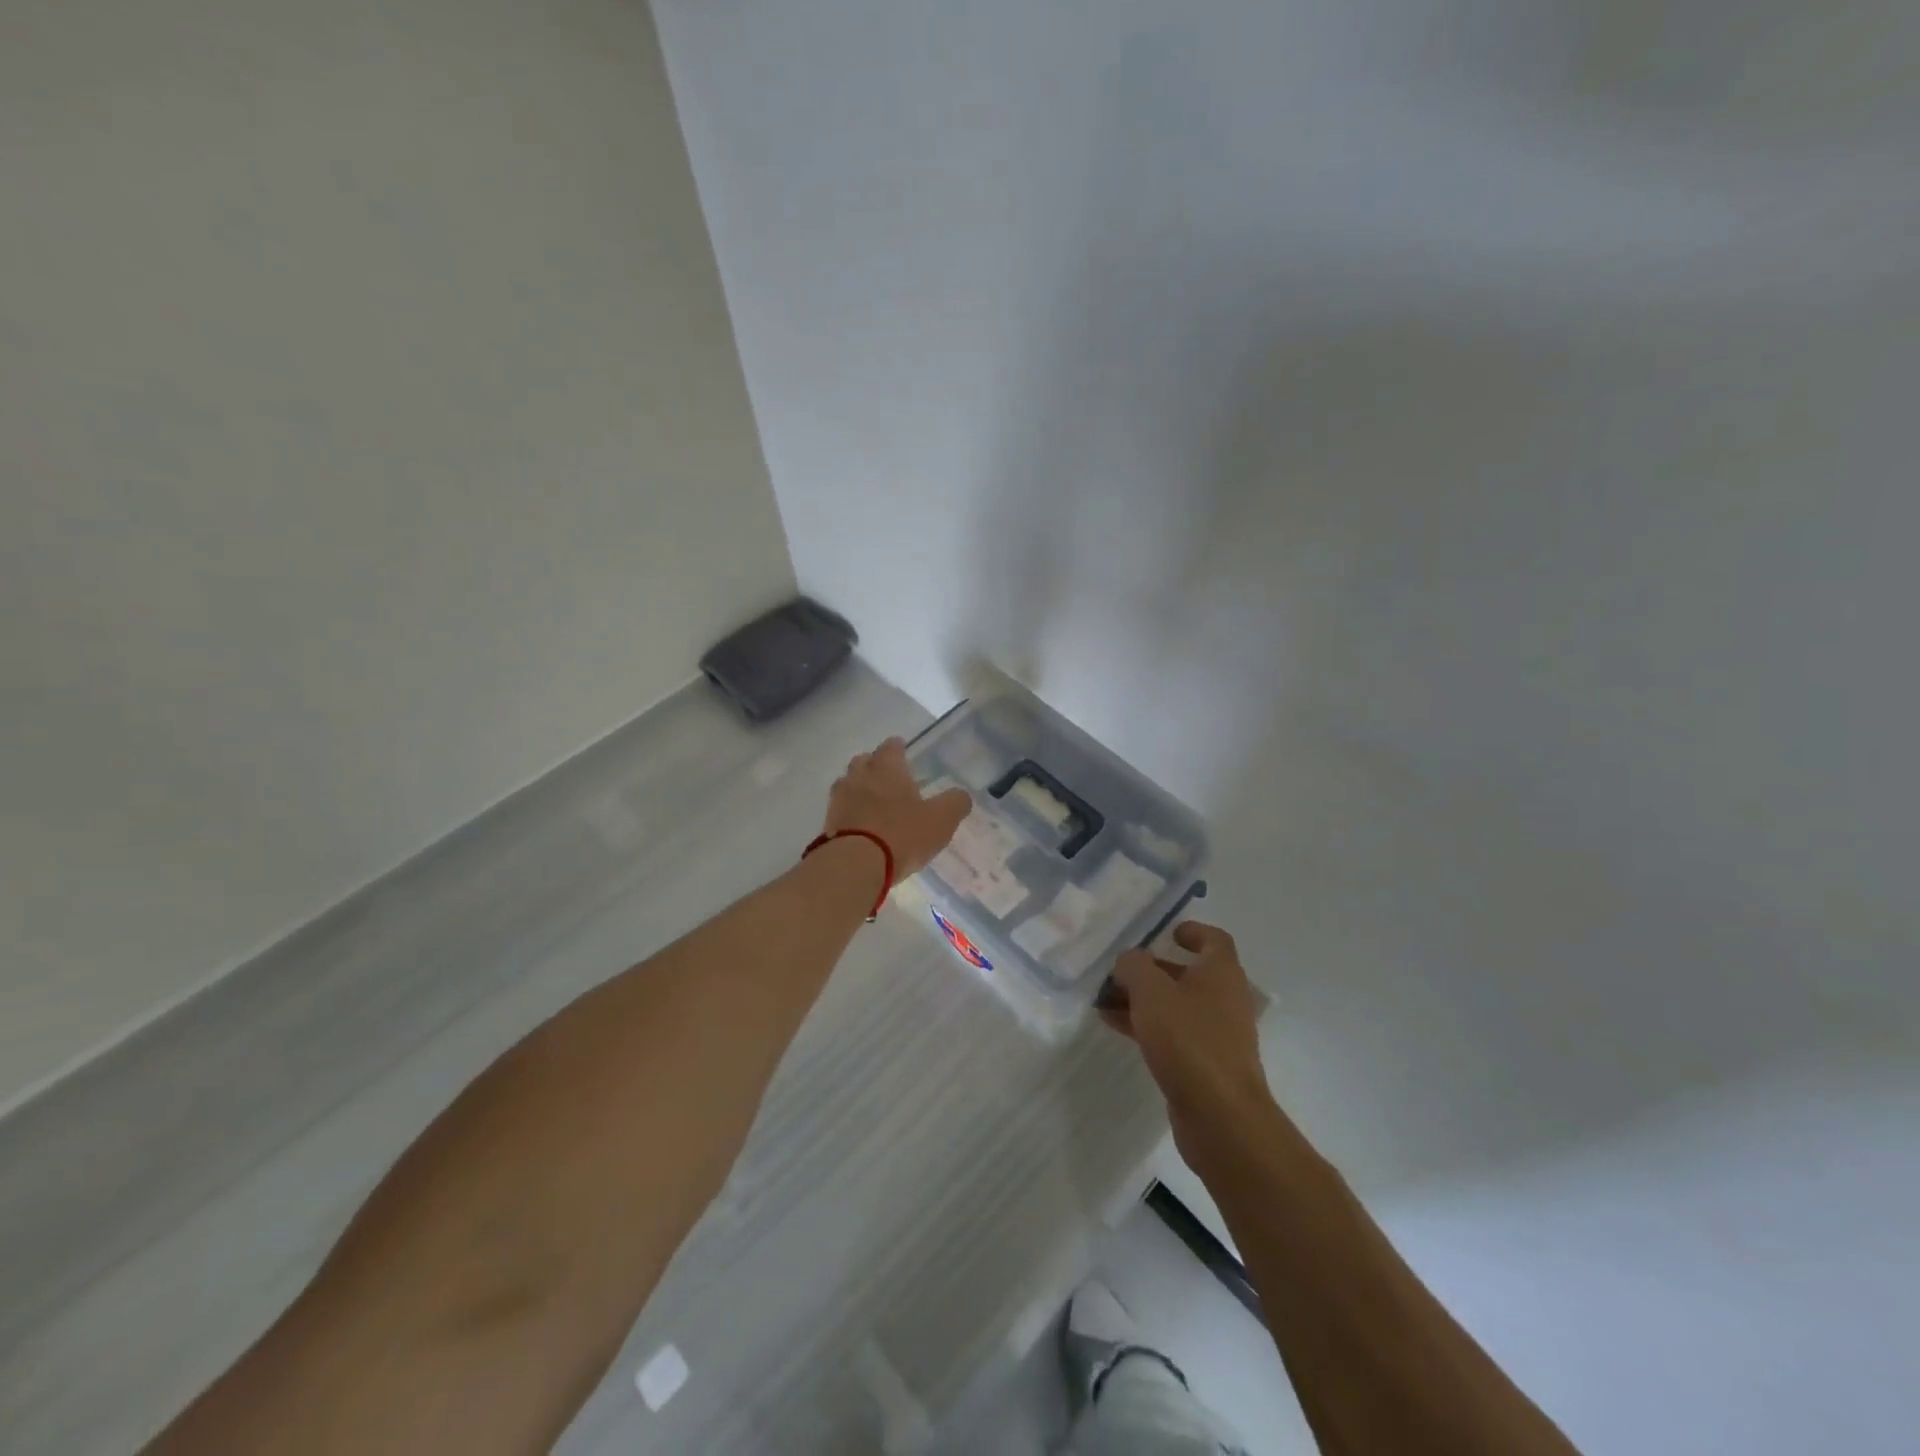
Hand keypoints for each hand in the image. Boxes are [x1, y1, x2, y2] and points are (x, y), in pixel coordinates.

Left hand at [822, 737, 971, 878]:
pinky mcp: (828, 823)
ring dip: (860, 789)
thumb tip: (961, 795)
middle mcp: (859, 775)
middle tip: (889, 779)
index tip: (904, 751)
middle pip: (864, 761)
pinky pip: (841, 810)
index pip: (891, 746)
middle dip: (875, 766)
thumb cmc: (902, 834)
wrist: (855, 865)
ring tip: (874, 804)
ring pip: (849, 784)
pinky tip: (862, 826)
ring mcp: (839, 799)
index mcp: (887, 767)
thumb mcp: (941, 819)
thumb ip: (955, 803)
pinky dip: (851, 813)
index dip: (899, 748)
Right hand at [1104, 923, 1273, 1156]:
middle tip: (1118, 970)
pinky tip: (1113, 1025)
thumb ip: (1134, 966)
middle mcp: (1224, 999)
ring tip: (1104, 999)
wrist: (1221, 1116)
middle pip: (1188, 973)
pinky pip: (1172, 1034)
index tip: (1166, 932)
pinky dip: (1146, 1025)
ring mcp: (1216, 1034)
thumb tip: (1129, 961)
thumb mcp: (1151, 991)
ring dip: (1142, 999)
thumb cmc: (1189, 1040)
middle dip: (1152, 969)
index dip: (1192, 931)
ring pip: (1175, 1005)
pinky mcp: (1204, 1064)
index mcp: (1221, 973)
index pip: (1214, 940)